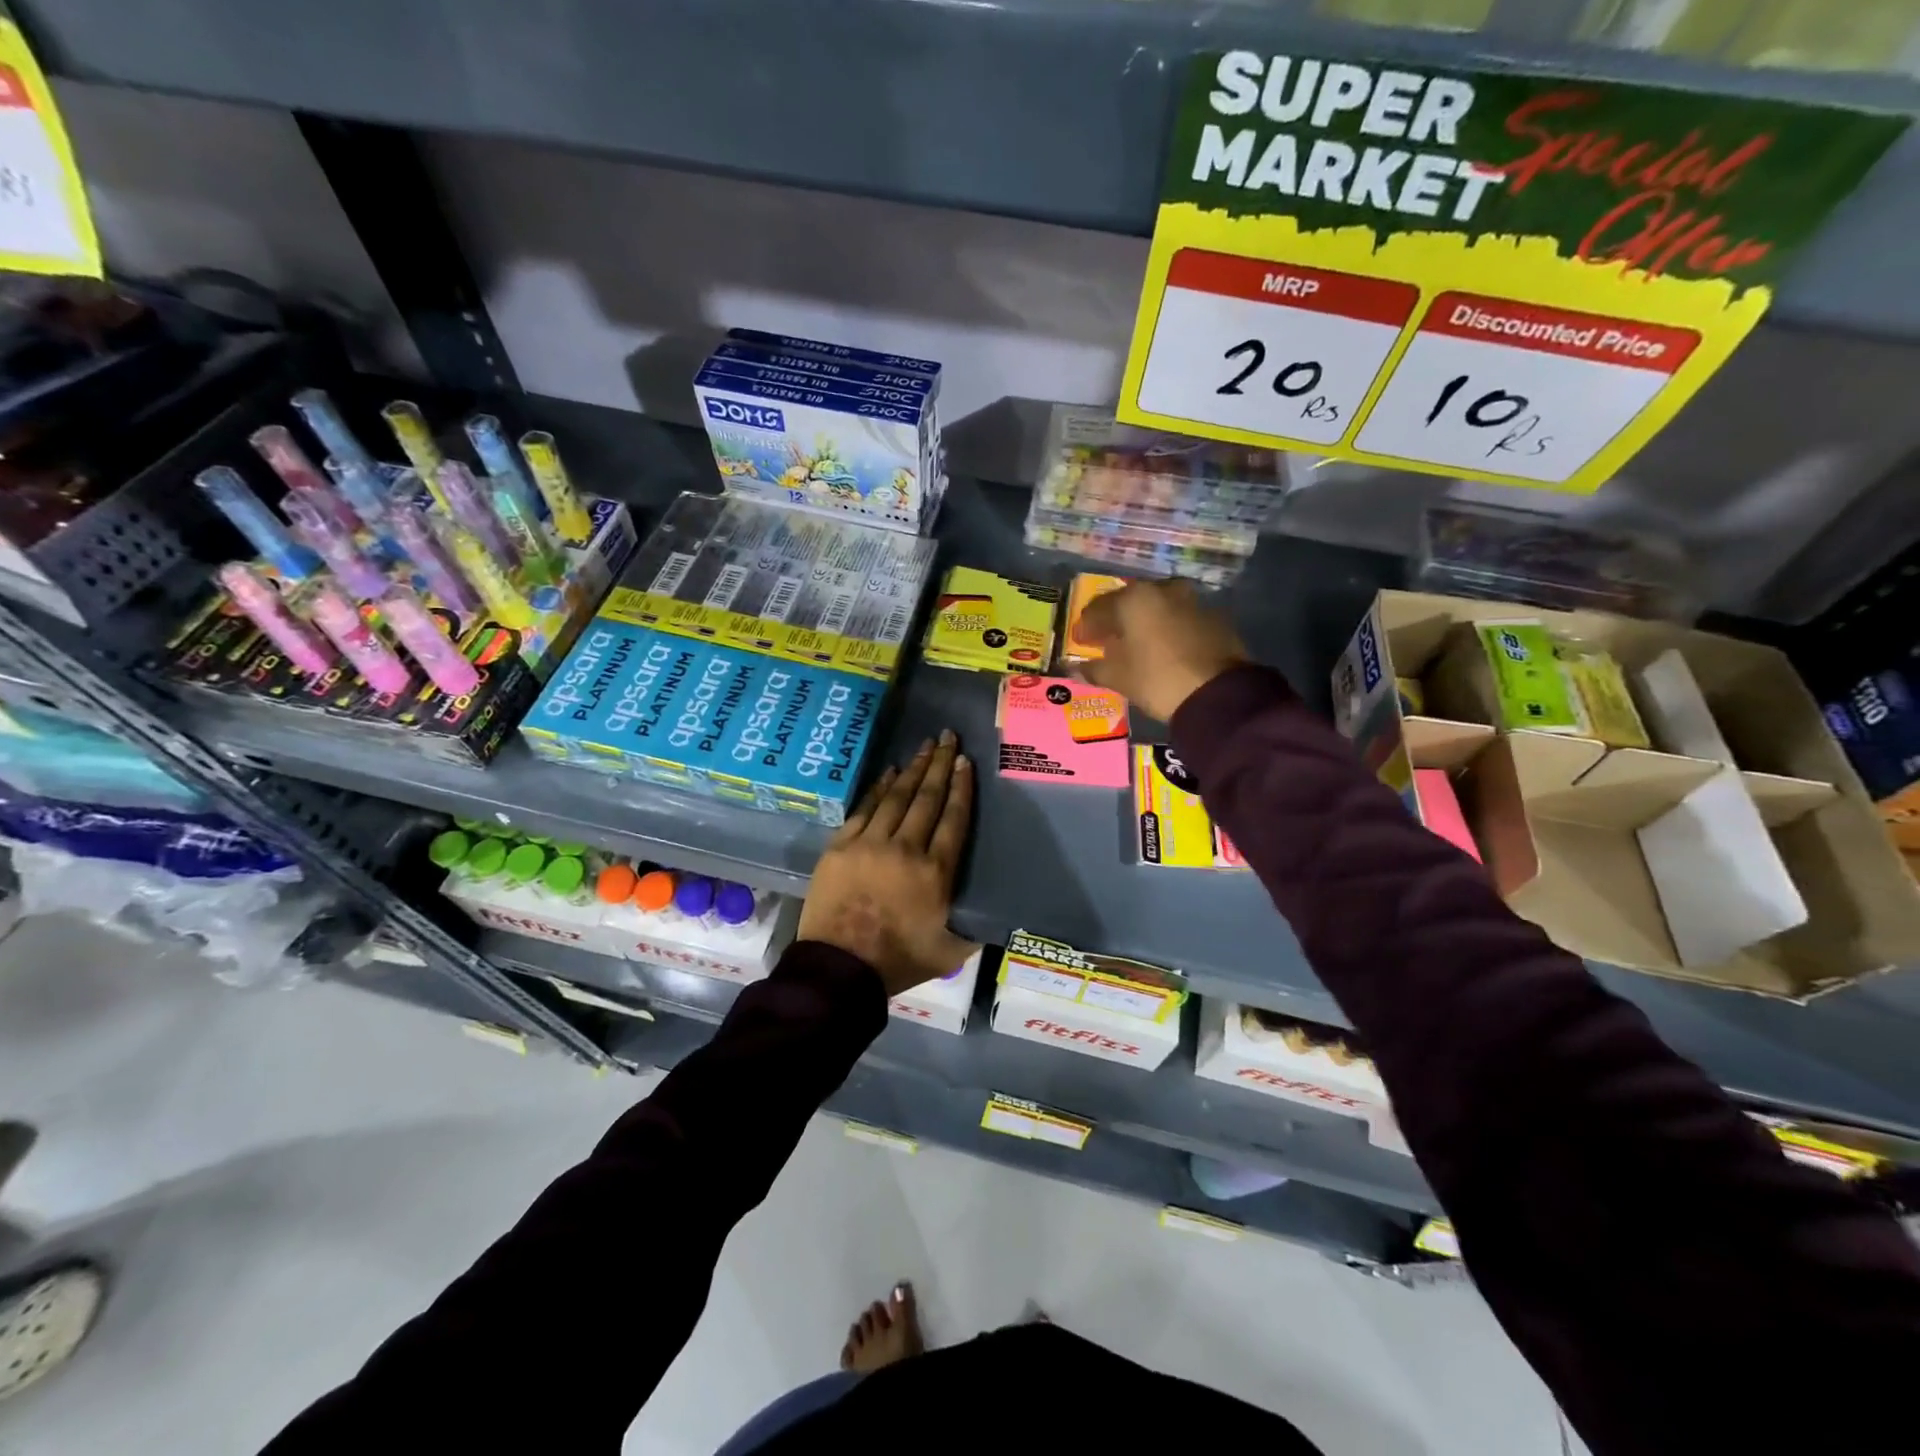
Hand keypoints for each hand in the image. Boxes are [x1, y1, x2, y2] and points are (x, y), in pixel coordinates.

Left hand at [798, 730, 977, 995]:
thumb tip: (996, 917)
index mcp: (936, 873)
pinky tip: (889, 772)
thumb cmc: (897, 962)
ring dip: (912, 769)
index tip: (965, 762)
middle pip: (927, 799)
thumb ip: (974, 928)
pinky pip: (864, 809)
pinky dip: (878, 789)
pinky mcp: (840, 847)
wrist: (838, 970)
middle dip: (939, 765)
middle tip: (948, 737)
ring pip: (896, 797)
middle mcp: (906, 849)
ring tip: (924, 746)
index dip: (961, 787)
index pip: (954, 819)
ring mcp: (870, 844)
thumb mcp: (950, 952)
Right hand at [1078, 578, 1248, 721]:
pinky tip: (1163, 649)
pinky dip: (1166, 629)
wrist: (1219, 693)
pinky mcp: (1214, 616)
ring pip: (1157, 607)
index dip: (1085, 627)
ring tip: (1136, 645)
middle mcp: (1162, 590)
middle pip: (1130, 602)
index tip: (1080, 641)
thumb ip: (1094, 669)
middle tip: (1106, 640)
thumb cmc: (1158, 680)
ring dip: (1143, 622)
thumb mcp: (1119, 678)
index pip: (1098, 608)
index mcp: (1134, 599)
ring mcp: (1192, 600)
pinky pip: (1179, 618)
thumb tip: (1076, 668)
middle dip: (1116, 620)